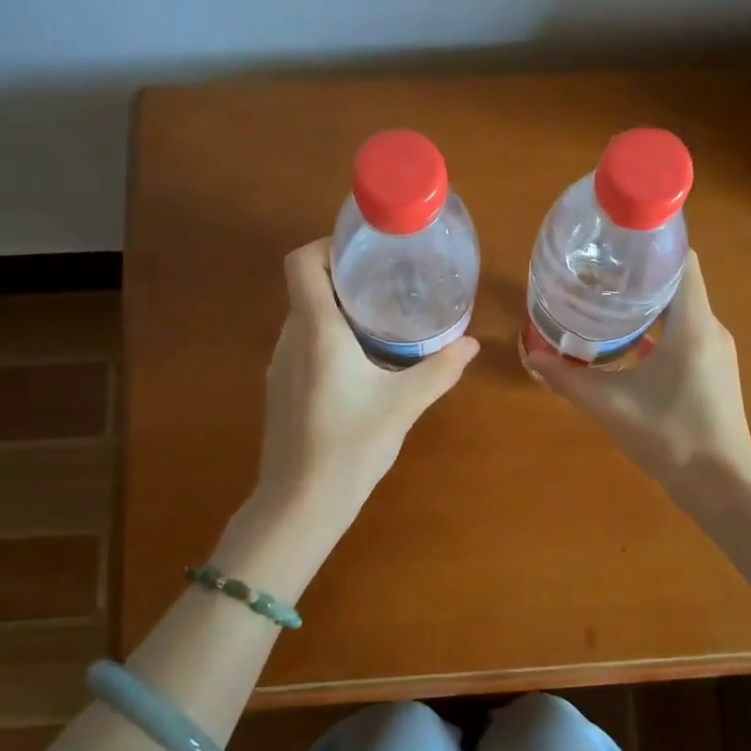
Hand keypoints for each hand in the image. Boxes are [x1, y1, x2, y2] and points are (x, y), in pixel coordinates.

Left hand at [253, 240, 478, 529]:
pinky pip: (302, 345)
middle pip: (306, 287)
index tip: (363, 252)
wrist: (300, 503)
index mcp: (317, 331)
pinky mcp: (280, 389)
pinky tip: (359, 363)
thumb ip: (439, 370)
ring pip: (304, 318)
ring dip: (336, 310)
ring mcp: (280, 365)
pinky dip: (327, 338)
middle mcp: (290, 339)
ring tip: (379, 319)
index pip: (302, 263)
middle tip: (386, 283)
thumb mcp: (404, 405)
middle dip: (343, 278)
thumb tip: (471, 344)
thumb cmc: (351, 446)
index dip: (327, 246)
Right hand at [525, 252, 750, 503]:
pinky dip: (657, 328)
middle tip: (595, 273)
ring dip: (647, 303)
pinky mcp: (714, 370)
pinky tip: (626, 343)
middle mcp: (710, 328)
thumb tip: (532, 356)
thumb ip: (568, 380)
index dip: (651, 244)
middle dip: (638, 274)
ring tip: (604, 302)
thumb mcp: (610, 406)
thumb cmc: (670, 437)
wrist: (721, 486)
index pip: (681, 260)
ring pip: (681, 309)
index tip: (613, 243)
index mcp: (692, 324)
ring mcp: (716, 350)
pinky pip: (685, 332)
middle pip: (677, 282)